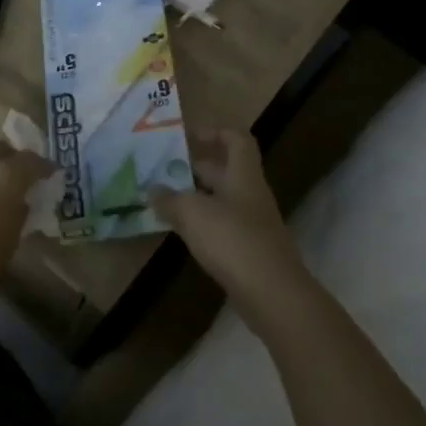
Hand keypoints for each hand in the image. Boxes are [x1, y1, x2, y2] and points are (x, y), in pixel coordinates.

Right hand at [150, 130, 314, 327]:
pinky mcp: (249, 251)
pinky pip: (222, 226)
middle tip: (164, 168)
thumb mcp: (192, 213)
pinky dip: (201, 224)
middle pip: (226, 170)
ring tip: (164, 198)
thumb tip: (153, 190)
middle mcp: (250, 194)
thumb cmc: (233, 240)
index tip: (187, 135)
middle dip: (196, 166)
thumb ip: (170, 199)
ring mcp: (252, 224)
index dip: (214, 131)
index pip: (236, 139)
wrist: (272, 294)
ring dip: (195, 197)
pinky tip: (181, 231)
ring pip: (221, 199)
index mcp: (243, 175)